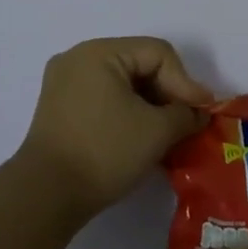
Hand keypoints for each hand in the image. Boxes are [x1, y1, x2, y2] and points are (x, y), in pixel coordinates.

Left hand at [18, 37, 211, 217]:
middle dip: (167, 93)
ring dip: (149, 105)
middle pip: (139, 64)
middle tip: (187, 122)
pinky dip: (127, 112)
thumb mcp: (156, 131)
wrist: (45, 196)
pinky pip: (104, 98)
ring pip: (122, 83)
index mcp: (99, 52)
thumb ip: (185, 114)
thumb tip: (197, 113)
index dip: (185, 82)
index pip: (158, 54)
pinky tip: (142, 136)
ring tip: (169, 132)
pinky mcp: (59, 108)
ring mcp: (64, 83)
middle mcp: (78, 58)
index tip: (202, 113)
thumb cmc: (104, 152)